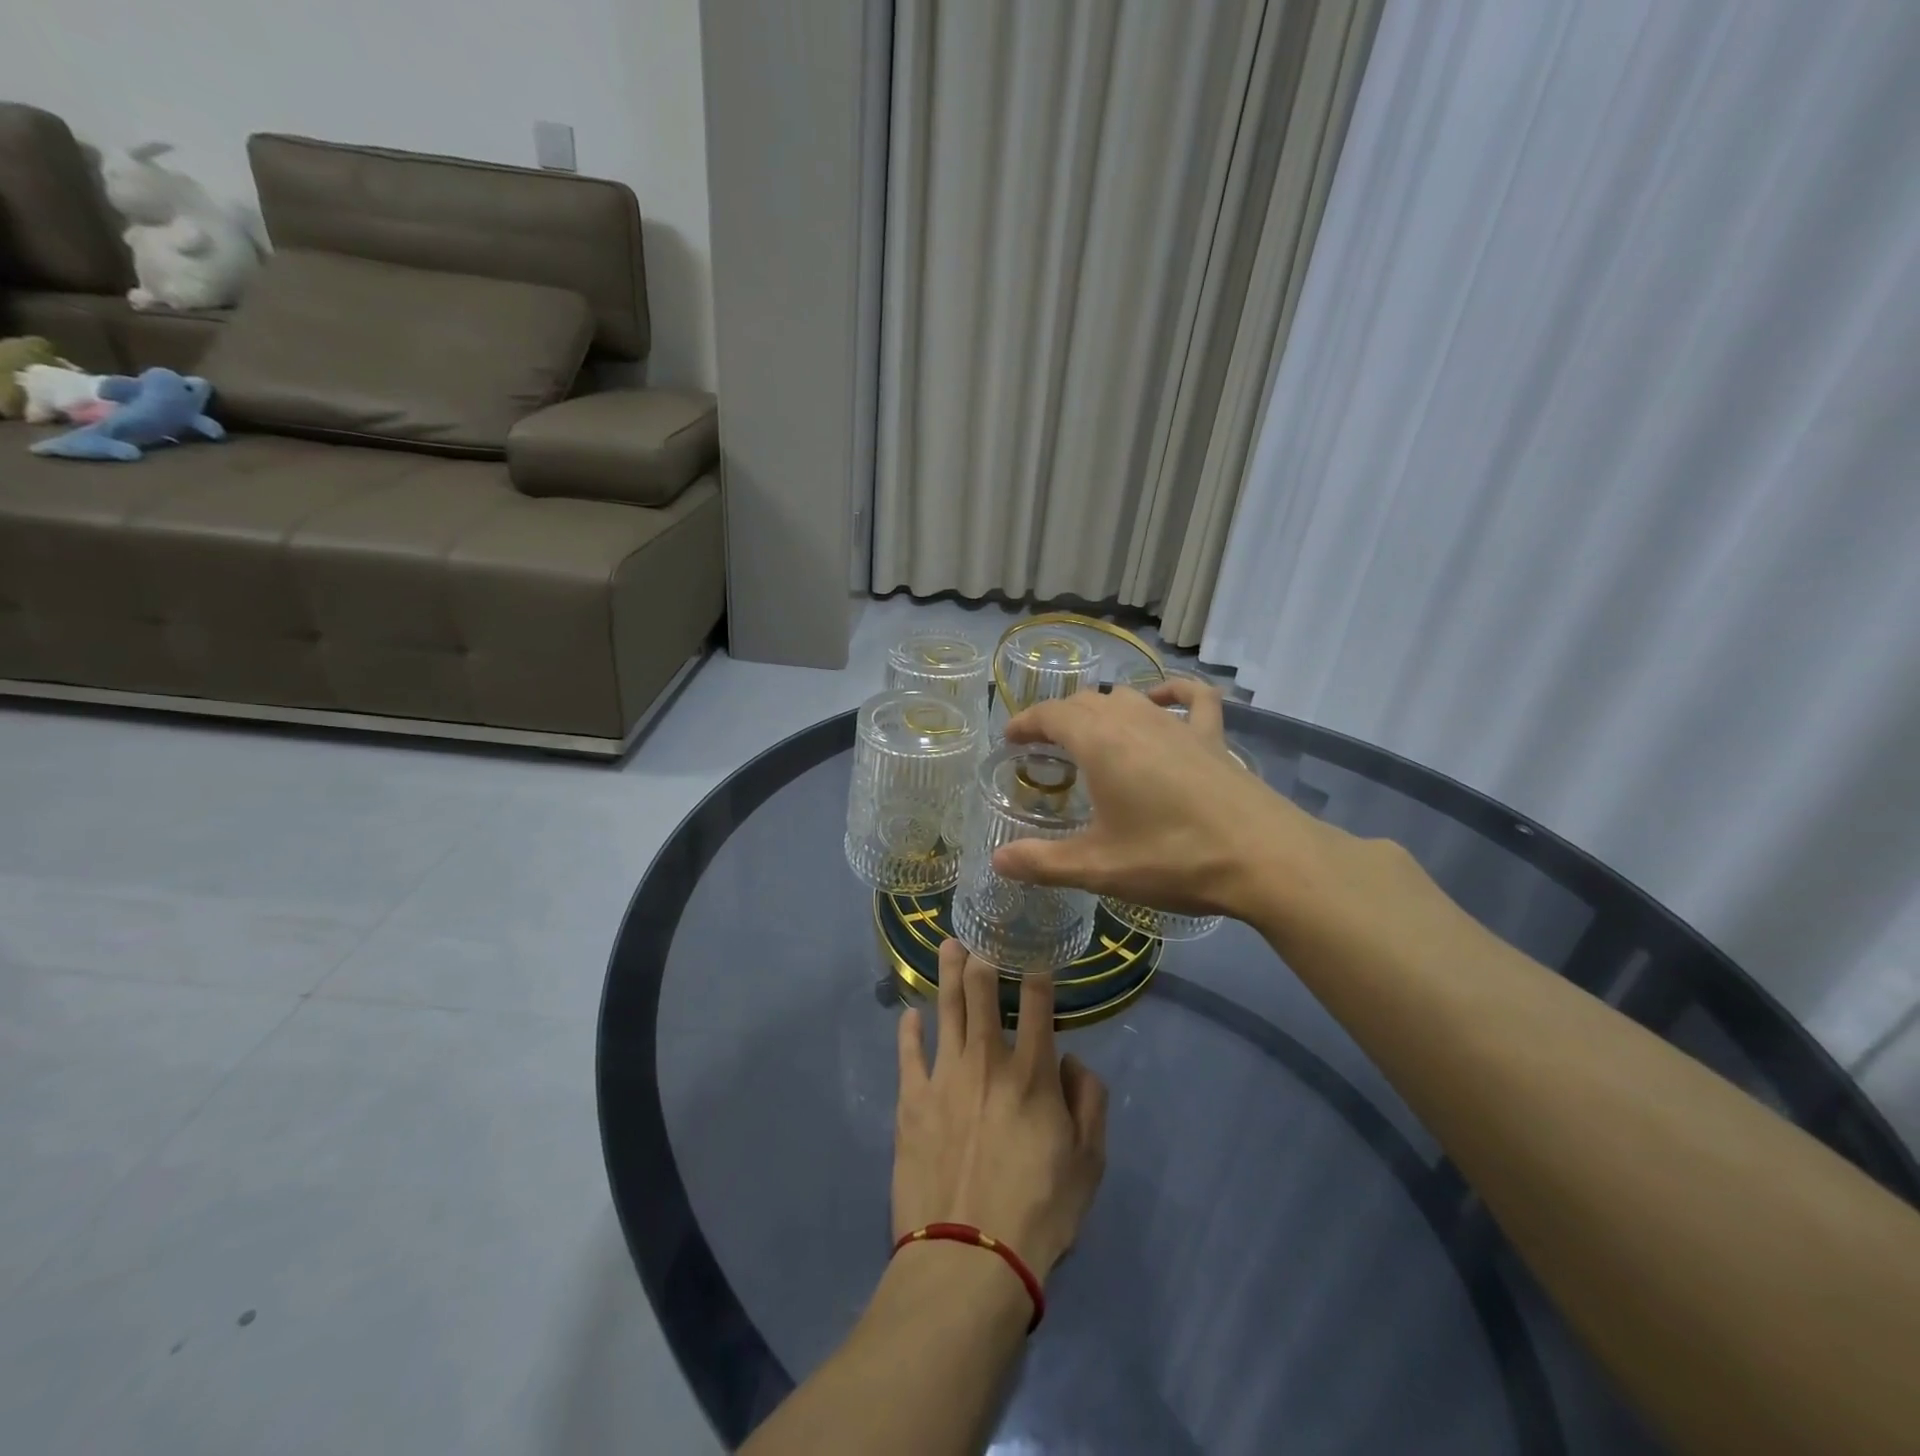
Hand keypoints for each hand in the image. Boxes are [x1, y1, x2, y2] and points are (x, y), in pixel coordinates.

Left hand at [894, 941, 1106, 1282]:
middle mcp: (987, 1061)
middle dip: (984, 956)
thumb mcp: (1089, 1164)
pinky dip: (908, 1031)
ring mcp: (944, 1077)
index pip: (1038, 1003)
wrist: (969, 1259)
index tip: (1035, 948)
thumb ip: (1089, 1103)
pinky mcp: (911, 1101)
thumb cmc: (1039, 1213)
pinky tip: (908, 1015)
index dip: (1038, 970)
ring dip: (948, 974)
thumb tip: (1072, 1062)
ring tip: (948, 945)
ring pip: (946, 1010)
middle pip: (982, 992)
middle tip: (980, 932)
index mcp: (1032, 1073)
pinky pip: (908, 1054)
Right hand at [993, 683, 1333, 921]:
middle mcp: (1135, 720)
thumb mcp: (1099, 867)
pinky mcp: (1212, 736)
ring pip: (1128, 697)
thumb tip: (998, 861)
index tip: (1010, 739)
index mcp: (1100, 742)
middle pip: (1085, 702)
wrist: (1264, 858)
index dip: (1026, 723)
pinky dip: (1170, 692)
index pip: (1051, 715)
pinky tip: (1161, 699)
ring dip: (1101, 708)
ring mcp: (1177, 724)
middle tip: (1044, 747)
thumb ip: (1043, 862)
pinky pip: (1190, 698)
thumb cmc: (1172, 858)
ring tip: (1091, 733)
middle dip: (1058, 718)